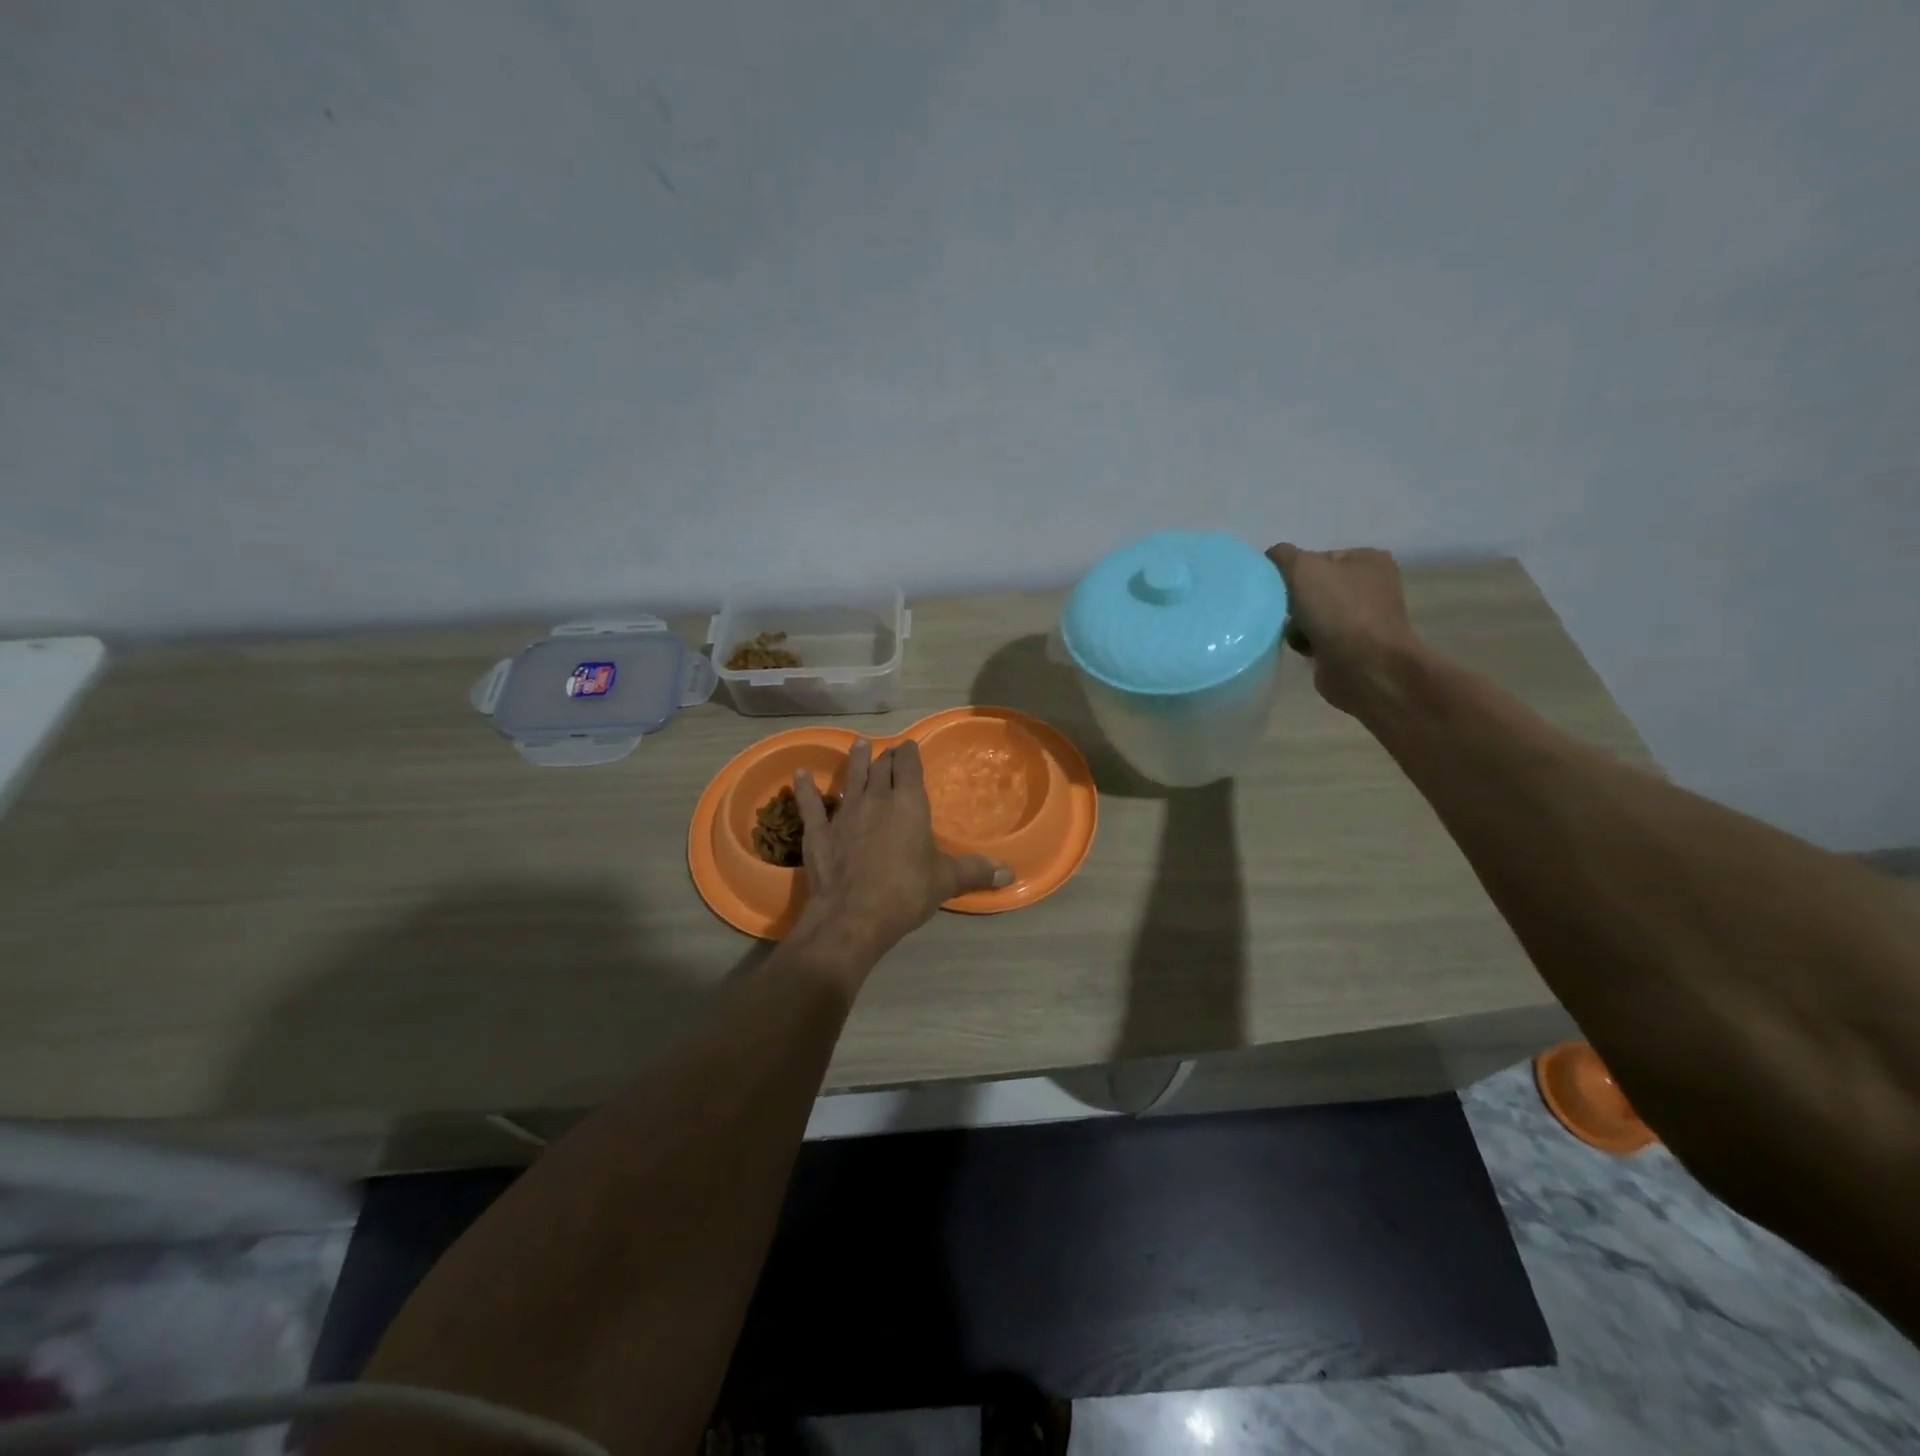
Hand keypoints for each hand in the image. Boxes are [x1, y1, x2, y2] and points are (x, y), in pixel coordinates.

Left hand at [792, 739, 1010, 959]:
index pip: (909, 767)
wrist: (853, 915)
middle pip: (881, 768)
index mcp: (909, 803)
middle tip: (888, 751)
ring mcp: (844, 813)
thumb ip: (975, 872)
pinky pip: (810, 804)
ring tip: (857, 745)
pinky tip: (799, 775)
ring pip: (851, 778)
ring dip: (854, 761)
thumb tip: (1010, 873)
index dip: (909, 754)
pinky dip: (805, 789)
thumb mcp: (945, 881)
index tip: (909, 746)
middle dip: (886, 757)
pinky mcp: (818, 831)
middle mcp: (876, 799)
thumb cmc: (905, 892)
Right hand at [1266, 544, 1425, 716]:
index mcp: (1367, 559)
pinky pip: (1315, 637)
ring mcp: (1362, 618)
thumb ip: (1282, 556)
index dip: (1292, 571)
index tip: (1280, 587)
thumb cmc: (1338, 611)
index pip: (1316, 557)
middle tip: (1284, 611)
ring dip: (1295, 623)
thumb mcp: (1303, 569)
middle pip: (1312, 586)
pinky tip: (1304, 648)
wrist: (1365, 667)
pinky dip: (1304, 641)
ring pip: (1310, 613)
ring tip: (1295, 633)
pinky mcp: (1351, 646)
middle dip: (1292, 600)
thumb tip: (1271, 556)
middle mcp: (1369, 586)